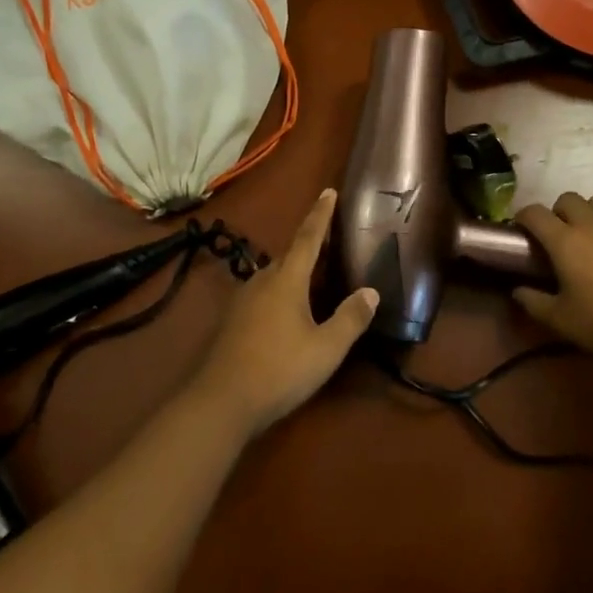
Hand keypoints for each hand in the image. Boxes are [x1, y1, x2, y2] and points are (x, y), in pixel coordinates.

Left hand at [189, 189, 377, 437]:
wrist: (221, 401)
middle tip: (328, 239)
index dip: (320, 214)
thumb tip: (371, 291)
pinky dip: (279, 292)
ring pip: (273, 276)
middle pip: (289, 256)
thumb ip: (350, 318)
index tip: (328, 191)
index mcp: (287, 280)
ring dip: (293, 271)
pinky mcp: (232, 321)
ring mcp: (243, 301)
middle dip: (308, 245)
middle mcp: (262, 281)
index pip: (308, 238)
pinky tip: (286, 310)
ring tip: (311, 276)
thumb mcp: (326, 348)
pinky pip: (262, 294)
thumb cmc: (280, 370)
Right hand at [512, 193, 592, 369]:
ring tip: (592, 234)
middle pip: (568, 199)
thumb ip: (533, 302)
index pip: (534, 213)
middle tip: (559, 236)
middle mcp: (592, 225)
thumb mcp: (561, 320)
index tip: (521, 231)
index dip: (523, 217)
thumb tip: (517, 290)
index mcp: (565, 241)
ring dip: (591, 212)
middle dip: (558, 212)